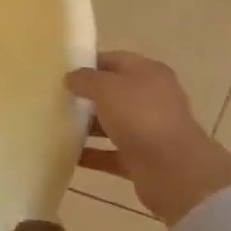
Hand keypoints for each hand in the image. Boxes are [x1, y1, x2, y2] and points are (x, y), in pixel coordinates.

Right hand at [67, 51, 230, 225]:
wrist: (174, 170)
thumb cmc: (140, 116)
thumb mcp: (106, 87)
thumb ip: (85, 79)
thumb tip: (71, 78)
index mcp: (149, 73)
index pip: (114, 60)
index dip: (88, 63)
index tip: (61, 71)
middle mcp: (151, 99)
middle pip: (113, 93)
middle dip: (86, 96)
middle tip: (55, 98)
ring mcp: (148, 130)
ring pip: (112, 124)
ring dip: (87, 126)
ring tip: (55, 126)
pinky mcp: (142, 159)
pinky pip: (110, 153)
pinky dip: (92, 154)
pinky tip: (67, 154)